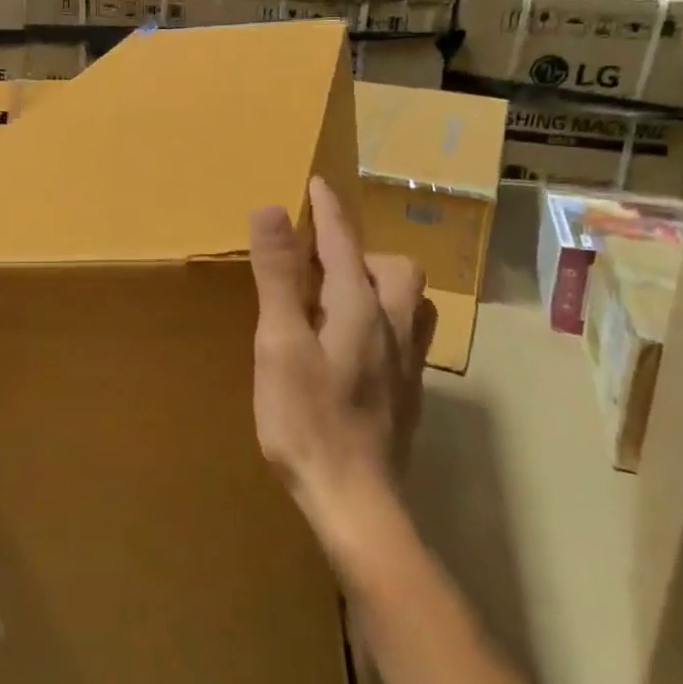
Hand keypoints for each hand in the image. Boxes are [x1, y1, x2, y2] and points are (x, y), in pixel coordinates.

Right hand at [249, 176, 429, 519]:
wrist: (357, 502)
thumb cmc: (308, 420)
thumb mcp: (280, 344)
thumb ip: (278, 276)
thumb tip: (271, 210)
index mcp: (357, 306)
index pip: (343, 242)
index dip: (328, 209)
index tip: (318, 182)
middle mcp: (392, 325)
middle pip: (393, 268)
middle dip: (360, 251)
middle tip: (320, 261)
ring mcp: (407, 362)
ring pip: (410, 302)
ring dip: (381, 284)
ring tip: (343, 295)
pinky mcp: (409, 393)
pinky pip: (407, 334)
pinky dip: (384, 319)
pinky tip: (358, 345)